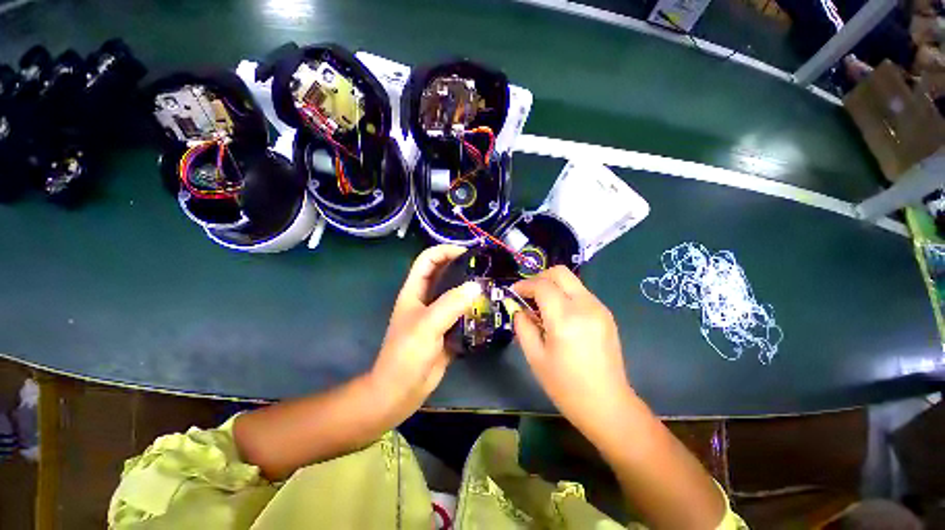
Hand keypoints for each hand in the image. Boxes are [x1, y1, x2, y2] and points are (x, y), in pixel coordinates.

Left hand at [370, 245, 481, 417]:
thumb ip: (451, 304)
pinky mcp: (448, 330)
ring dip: (471, 290)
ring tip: (492, 287)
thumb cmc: (406, 354)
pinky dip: (475, 310)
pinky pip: (463, 314)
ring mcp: (438, 315)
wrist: (401, 391)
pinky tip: (489, 310)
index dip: (445, 251)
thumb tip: (477, 286)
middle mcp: (427, 299)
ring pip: (456, 294)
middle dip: (463, 268)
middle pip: (444, 274)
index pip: (428, 260)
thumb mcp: (427, 325)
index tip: (468, 253)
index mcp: (415, 291)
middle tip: (486, 269)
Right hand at [512, 266, 632, 437]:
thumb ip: (523, 327)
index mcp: (565, 318)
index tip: (514, 292)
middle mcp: (585, 306)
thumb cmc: (566, 386)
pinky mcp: (606, 314)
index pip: (542, 285)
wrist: (607, 405)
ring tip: (542, 306)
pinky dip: (565, 295)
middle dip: (539, 278)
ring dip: (553, 286)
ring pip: (571, 281)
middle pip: (560, 272)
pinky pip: (580, 293)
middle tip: (528, 294)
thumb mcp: (535, 357)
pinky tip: (559, 315)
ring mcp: (599, 308)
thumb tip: (519, 309)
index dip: (524, 285)